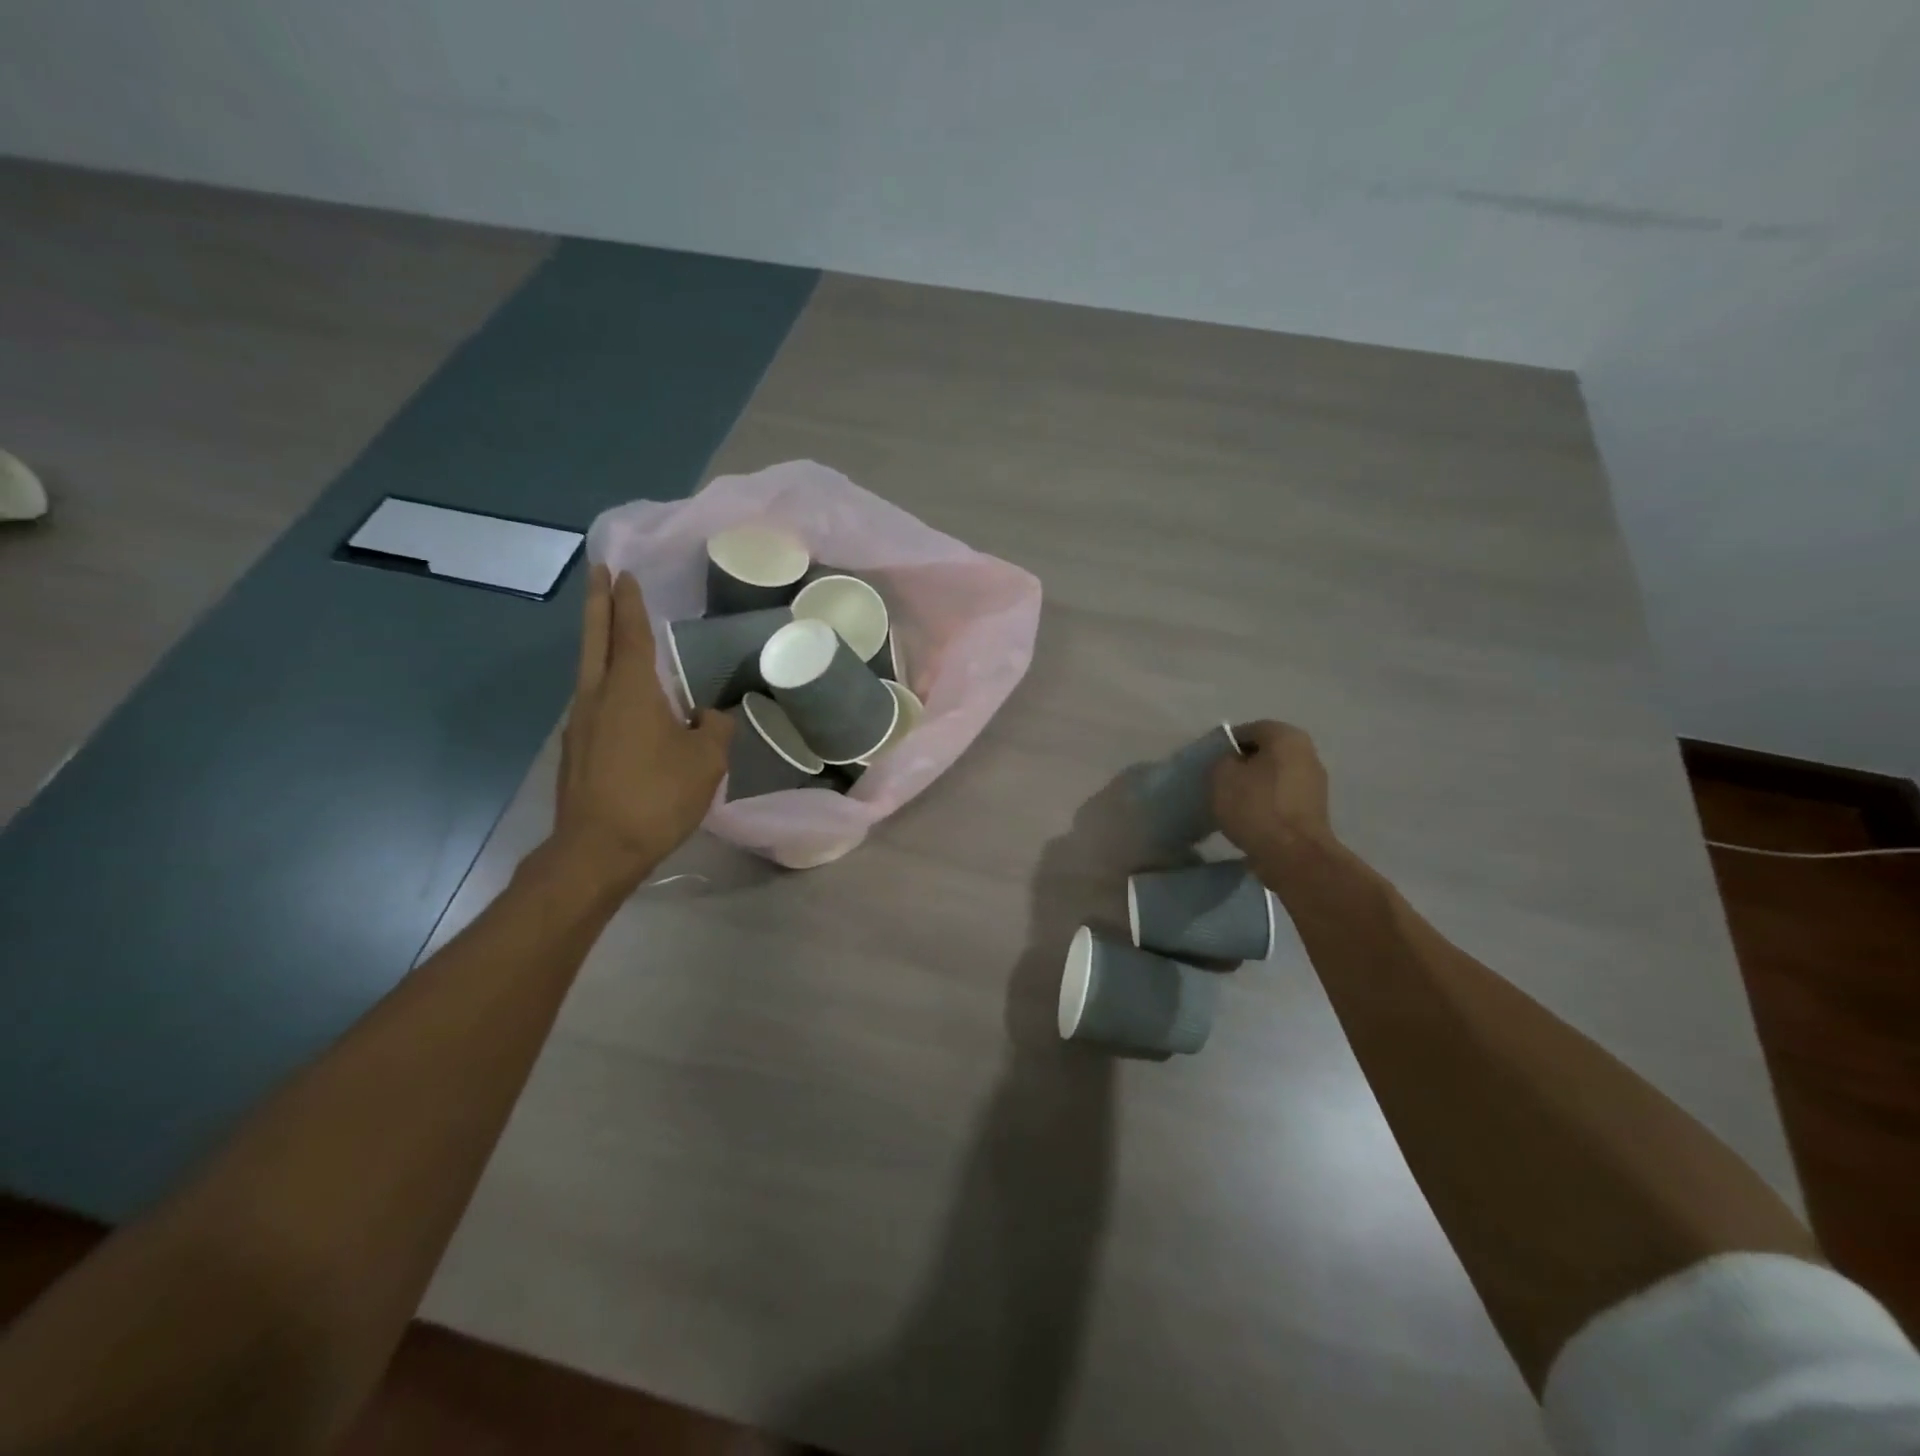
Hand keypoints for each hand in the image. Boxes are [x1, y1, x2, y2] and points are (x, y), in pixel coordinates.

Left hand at [550, 565, 732, 890]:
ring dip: (599, 642)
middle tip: (597, 572)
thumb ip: (715, 728)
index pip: (631, 633)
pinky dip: (603, 682)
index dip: (629, 602)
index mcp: (630, 690)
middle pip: (595, 639)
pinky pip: (591, 701)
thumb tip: (710, 715)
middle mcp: (597, 696)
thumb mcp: (706, 761)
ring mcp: (579, 723)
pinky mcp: (575, 750)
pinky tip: (620, 698)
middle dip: (597, 603)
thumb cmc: (656, 796)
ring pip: (589, 670)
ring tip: (612, 630)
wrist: (597, 850)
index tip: (623, 572)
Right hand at [1211, 720, 1336, 870]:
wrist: (1293, 855)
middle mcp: (1307, 752)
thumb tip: (1232, 762)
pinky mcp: (1315, 809)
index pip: (1248, 730)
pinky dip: (1267, 803)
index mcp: (1286, 736)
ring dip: (1255, 785)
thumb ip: (1222, 759)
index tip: (1211, 764)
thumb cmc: (1255, 806)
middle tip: (1220, 782)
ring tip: (1233, 803)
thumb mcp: (1222, 775)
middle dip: (1243, 764)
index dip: (1225, 745)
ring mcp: (1315, 782)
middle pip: (1265, 752)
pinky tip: (1251, 818)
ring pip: (1274, 775)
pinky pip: (1282, 797)